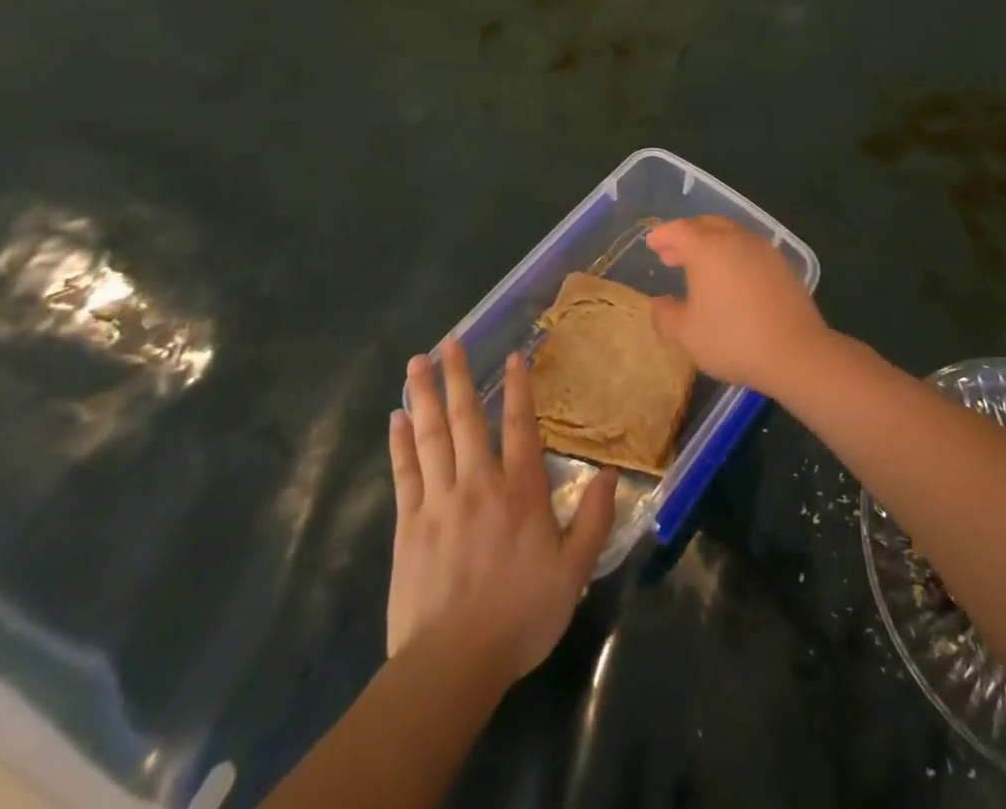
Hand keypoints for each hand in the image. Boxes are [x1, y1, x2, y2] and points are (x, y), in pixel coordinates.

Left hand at [387, 339, 616, 681]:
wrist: (453, 663)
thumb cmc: (520, 615)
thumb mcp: (574, 571)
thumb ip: (593, 518)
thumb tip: (608, 473)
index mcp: (520, 491)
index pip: (520, 427)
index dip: (517, 389)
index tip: (511, 356)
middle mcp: (479, 484)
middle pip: (466, 420)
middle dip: (457, 377)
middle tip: (448, 342)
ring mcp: (439, 501)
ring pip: (431, 437)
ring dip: (425, 396)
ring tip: (417, 364)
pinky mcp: (409, 525)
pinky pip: (405, 472)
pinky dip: (400, 442)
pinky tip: (397, 418)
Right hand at [647, 216, 830, 394]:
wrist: (794, 350)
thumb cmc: (732, 338)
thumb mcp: (686, 334)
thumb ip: (666, 315)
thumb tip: (660, 303)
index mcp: (707, 248)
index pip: (679, 230)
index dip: (663, 235)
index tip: (652, 243)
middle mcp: (735, 239)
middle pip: (706, 224)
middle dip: (686, 235)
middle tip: (672, 254)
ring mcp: (763, 248)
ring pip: (731, 233)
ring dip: (711, 243)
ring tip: (701, 266)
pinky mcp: (782, 263)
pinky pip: (749, 248)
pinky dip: (733, 253)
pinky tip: (731, 277)